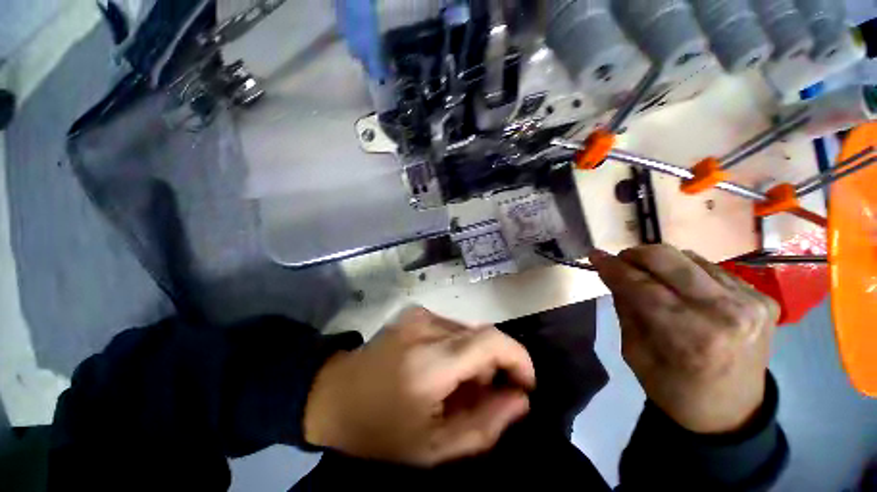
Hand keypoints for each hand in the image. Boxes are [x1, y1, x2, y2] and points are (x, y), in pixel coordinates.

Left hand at [303, 307, 534, 466]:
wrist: (334, 394)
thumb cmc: (380, 430)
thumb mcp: (434, 447)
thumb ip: (486, 424)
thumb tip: (520, 398)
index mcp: (431, 361)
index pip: (492, 341)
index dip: (518, 358)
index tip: (524, 385)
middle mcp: (428, 326)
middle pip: (483, 335)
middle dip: (494, 365)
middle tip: (482, 396)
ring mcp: (420, 314)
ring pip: (468, 332)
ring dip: (474, 357)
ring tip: (456, 386)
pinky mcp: (415, 312)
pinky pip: (452, 328)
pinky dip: (457, 347)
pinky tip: (441, 367)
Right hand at [589, 245, 779, 434]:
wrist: (731, 413)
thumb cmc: (673, 389)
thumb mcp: (634, 352)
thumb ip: (625, 308)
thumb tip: (614, 274)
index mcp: (690, 336)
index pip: (640, 285)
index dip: (612, 267)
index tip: (594, 255)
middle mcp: (725, 312)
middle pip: (668, 259)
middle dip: (635, 255)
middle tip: (620, 261)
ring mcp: (750, 302)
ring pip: (689, 258)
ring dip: (661, 263)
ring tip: (649, 277)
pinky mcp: (763, 298)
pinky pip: (712, 269)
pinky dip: (687, 272)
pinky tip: (681, 287)